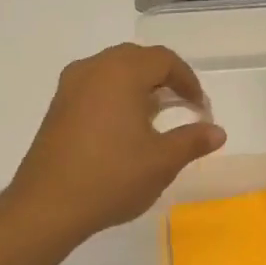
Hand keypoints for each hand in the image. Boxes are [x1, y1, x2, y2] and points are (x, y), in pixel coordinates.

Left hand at [9, 43, 226, 241]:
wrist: (48, 205)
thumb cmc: (112, 177)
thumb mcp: (162, 161)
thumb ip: (193, 141)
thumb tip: (217, 132)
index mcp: (121, 73)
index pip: (163, 59)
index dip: (188, 80)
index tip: (200, 108)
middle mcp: (93, 69)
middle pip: (136, 59)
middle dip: (163, 79)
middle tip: (181, 107)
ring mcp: (69, 87)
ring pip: (112, 72)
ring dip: (138, 88)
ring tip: (155, 118)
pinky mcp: (57, 108)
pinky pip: (94, 89)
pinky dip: (116, 98)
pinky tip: (123, 130)